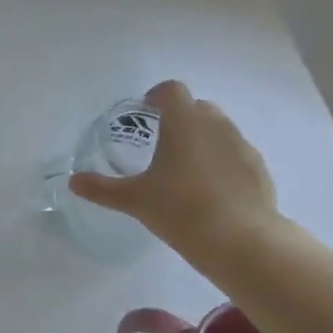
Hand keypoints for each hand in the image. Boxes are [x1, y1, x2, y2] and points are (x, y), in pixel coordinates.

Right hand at [69, 80, 284, 261]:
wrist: (241, 241)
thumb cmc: (181, 210)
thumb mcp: (134, 200)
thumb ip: (102, 188)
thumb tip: (73, 182)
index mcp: (183, 122)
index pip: (172, 91)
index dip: (158, 96)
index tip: (146, 111)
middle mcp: (216, 125)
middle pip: (198, 107)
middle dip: (181, 117)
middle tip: (163, 143)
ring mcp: (242, 146)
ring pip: (220, 129)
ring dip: (204, 138)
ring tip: (188, 169)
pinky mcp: (259, 169)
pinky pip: (237, 154)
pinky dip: (224, 162)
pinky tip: (214, 190)